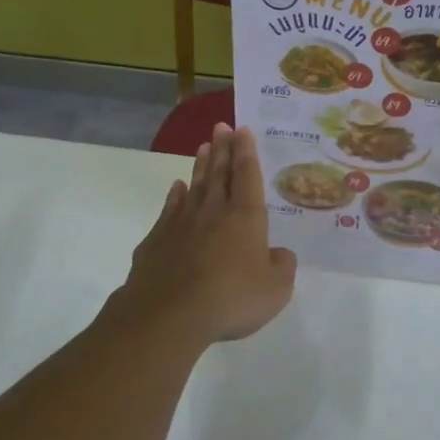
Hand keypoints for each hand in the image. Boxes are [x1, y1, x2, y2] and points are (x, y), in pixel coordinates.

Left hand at [112, 124, 296, 346]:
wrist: (169, 314)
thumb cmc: (231, 298)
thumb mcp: (275, 289)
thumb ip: (282, 266)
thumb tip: (280, 254)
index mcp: (245, 217)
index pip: (247, 175)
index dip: (246, 151)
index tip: (242, 129)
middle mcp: (213, 211)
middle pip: (219, 173)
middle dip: (222, 148)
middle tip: (221, 126)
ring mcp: (181, 223)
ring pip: (194, 186)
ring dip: (200, 165)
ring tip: (203, 147)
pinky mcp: (157, 240)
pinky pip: (170, 209)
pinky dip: (175, 195)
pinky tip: (177, 187)